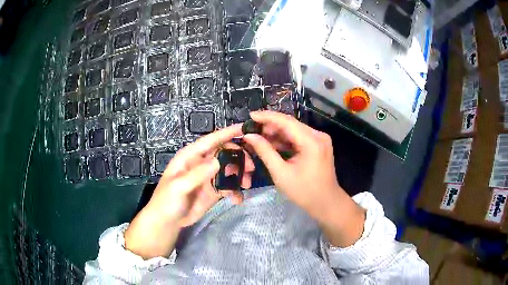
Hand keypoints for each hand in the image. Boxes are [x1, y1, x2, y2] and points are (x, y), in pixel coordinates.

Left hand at [125, 125, 254, 258]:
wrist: (168, 221)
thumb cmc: (167, 200)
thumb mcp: (178, 187)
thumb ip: (197, 174)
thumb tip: (218, 161)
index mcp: (190, 156)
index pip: (210, 140)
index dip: (227, 133)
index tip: (245, 129)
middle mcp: (201, 163)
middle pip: (225, 153)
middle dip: (239, 157)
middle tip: (250, 169)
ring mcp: (209, 177)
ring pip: (230, 169)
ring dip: (240, 174)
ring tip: (246, 185)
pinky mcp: (214, 191)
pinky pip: (229, 186)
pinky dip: (236, 191)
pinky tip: (237, 199)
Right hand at [242, 111, 364, 246]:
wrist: (326, 202)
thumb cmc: (304, 192)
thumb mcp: (281, 173)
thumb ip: (265, 152)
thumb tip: (249, 136)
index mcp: (311, 141)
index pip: (286, 121)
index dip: (267, 117)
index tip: (250, 115)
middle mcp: (318, 135)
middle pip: (290, 124)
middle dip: (270, 126)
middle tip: (252, 130)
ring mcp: (320, 139)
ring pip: (294, 130)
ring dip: (277, 133)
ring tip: (258, 137)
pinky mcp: (318, 144)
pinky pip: (299, 137)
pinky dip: (285, 140)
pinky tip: (272, 144)